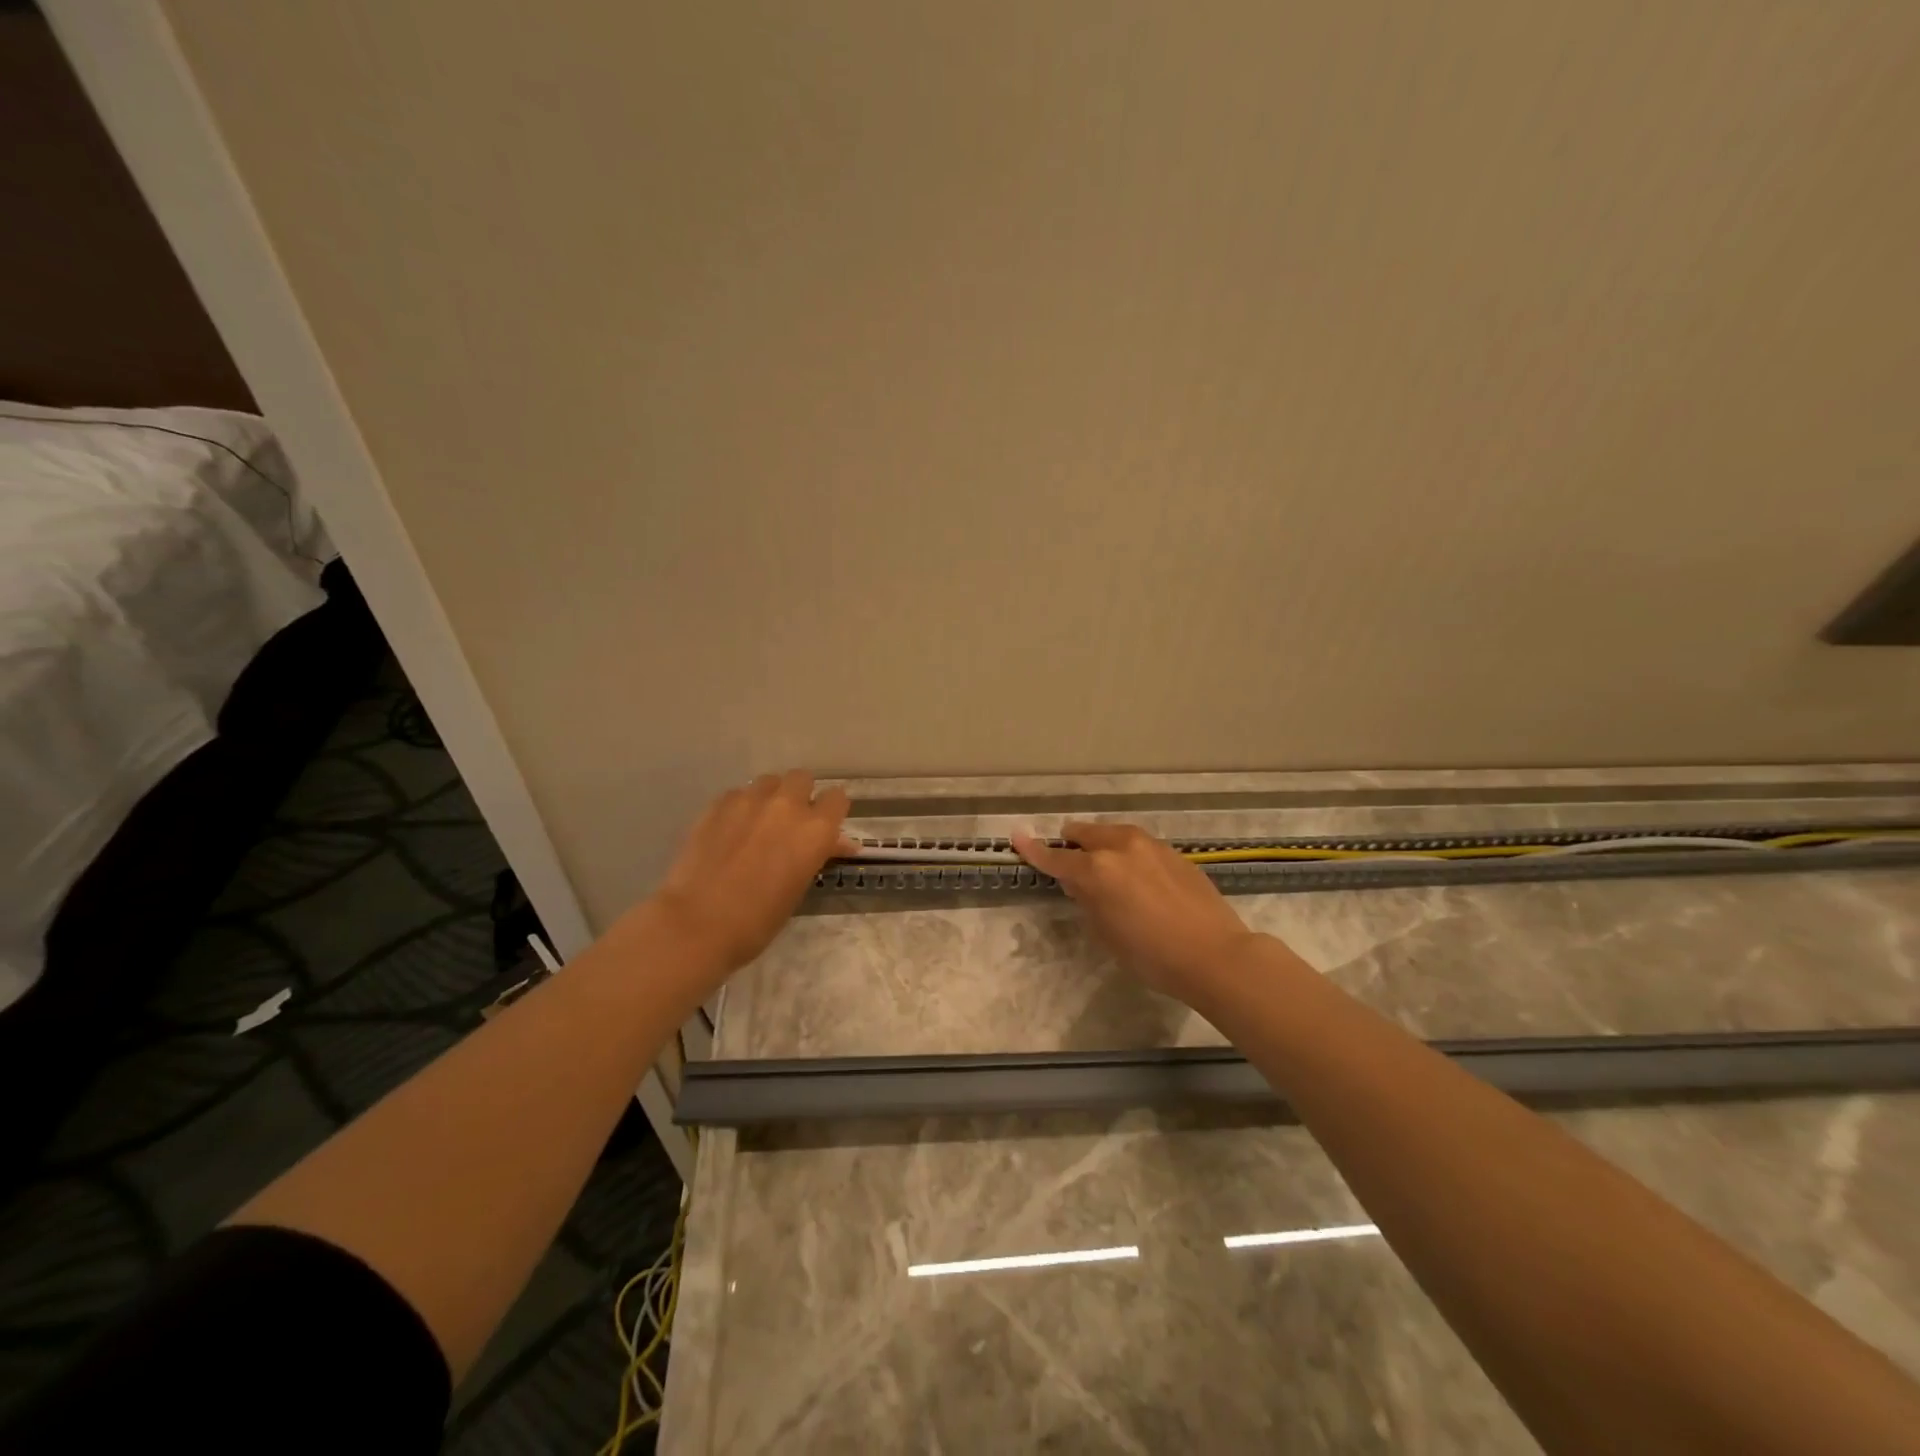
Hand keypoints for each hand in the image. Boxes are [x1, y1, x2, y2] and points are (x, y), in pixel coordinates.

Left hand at [648, 770, 855, 977]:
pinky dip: (740, 807)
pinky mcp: (717, 804)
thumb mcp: (798, 888)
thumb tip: (835, 843)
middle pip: (802, 778)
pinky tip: (729, 830)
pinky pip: (738, 794)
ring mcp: (749, 800)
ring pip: (769, 781)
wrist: (698, 923)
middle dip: (800, 795)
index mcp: (815, 830)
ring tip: (759, 822)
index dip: (831, 811)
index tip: (825, 826)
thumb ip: (817, 856)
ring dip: (770, 796)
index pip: (837, 799)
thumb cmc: (758, 920)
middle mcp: (787, 805)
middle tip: (790, 822)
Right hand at [1012, 821, 1258, 1004]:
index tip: (1017, 836)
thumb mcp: (1106, 933)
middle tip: (1071, 865)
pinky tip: (1138, 878)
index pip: (1056, 857)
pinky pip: (1138, 844)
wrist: (1215, 954)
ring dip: (1101, 845)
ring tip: (1107, 871)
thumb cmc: (1151, 955)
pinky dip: (1128, 854)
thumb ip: (1087, 900)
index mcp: (1097, 870)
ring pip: (1113, 833)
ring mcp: (1149, 845)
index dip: (1034, 849)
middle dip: (1072, 845)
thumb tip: (1080, 883)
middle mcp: (1120, 847)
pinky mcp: (1172, 852)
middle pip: (1084, 833)